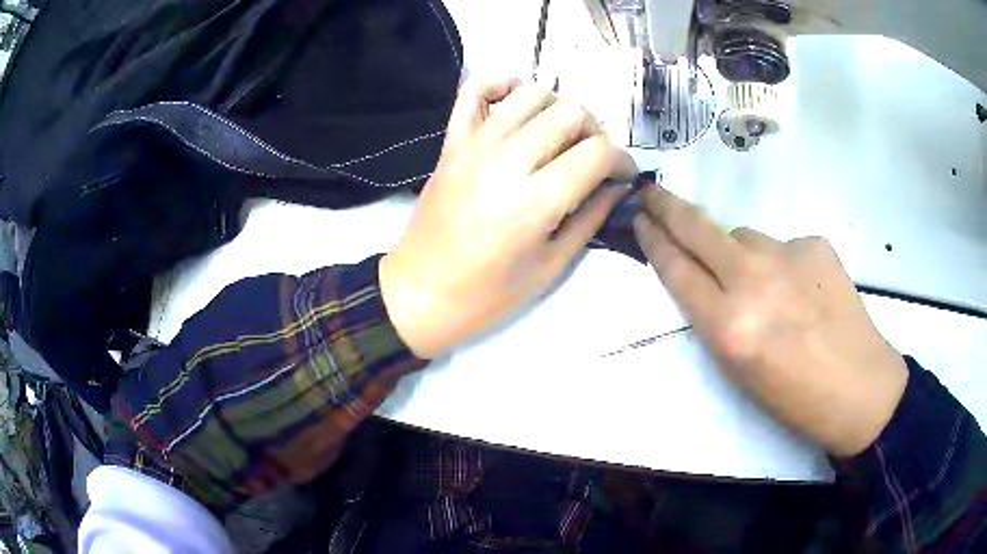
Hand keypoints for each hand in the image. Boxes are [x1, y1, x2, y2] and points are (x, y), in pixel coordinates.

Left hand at [380, 79, 636, 359]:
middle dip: (595, 134)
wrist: (419, 293)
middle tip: (592, 162)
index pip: (597, 153)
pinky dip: (503, 85)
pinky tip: (517, 107)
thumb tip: (618, 185)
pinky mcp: (452, 140)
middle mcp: (507, 160)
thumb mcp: (551, 267)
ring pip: (533, 93)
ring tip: (559, 139)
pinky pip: (476, 88)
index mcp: (534, 201)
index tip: (623, 176)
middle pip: (570, 113)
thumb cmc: (487, 295)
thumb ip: (591, 218)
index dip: (622, 161)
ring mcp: (475, 144)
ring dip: (558, 110)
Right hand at [633, 183, 907, 457]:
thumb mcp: (738, 370)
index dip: (654, 241)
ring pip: (743, 235)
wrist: (859, 387)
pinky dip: (781, 262)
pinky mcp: (815, 242)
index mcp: (728, 327)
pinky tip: (802, 289)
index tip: (640, 219)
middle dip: (668, 207)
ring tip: (763, 285)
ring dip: (738, 250)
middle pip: (698, 228)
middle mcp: (752, 281)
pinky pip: (782, 244)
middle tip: (652, 192)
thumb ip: (716, 316)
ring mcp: (787, 254)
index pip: (677, 269)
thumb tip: (710, 275)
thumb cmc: (793, 397)